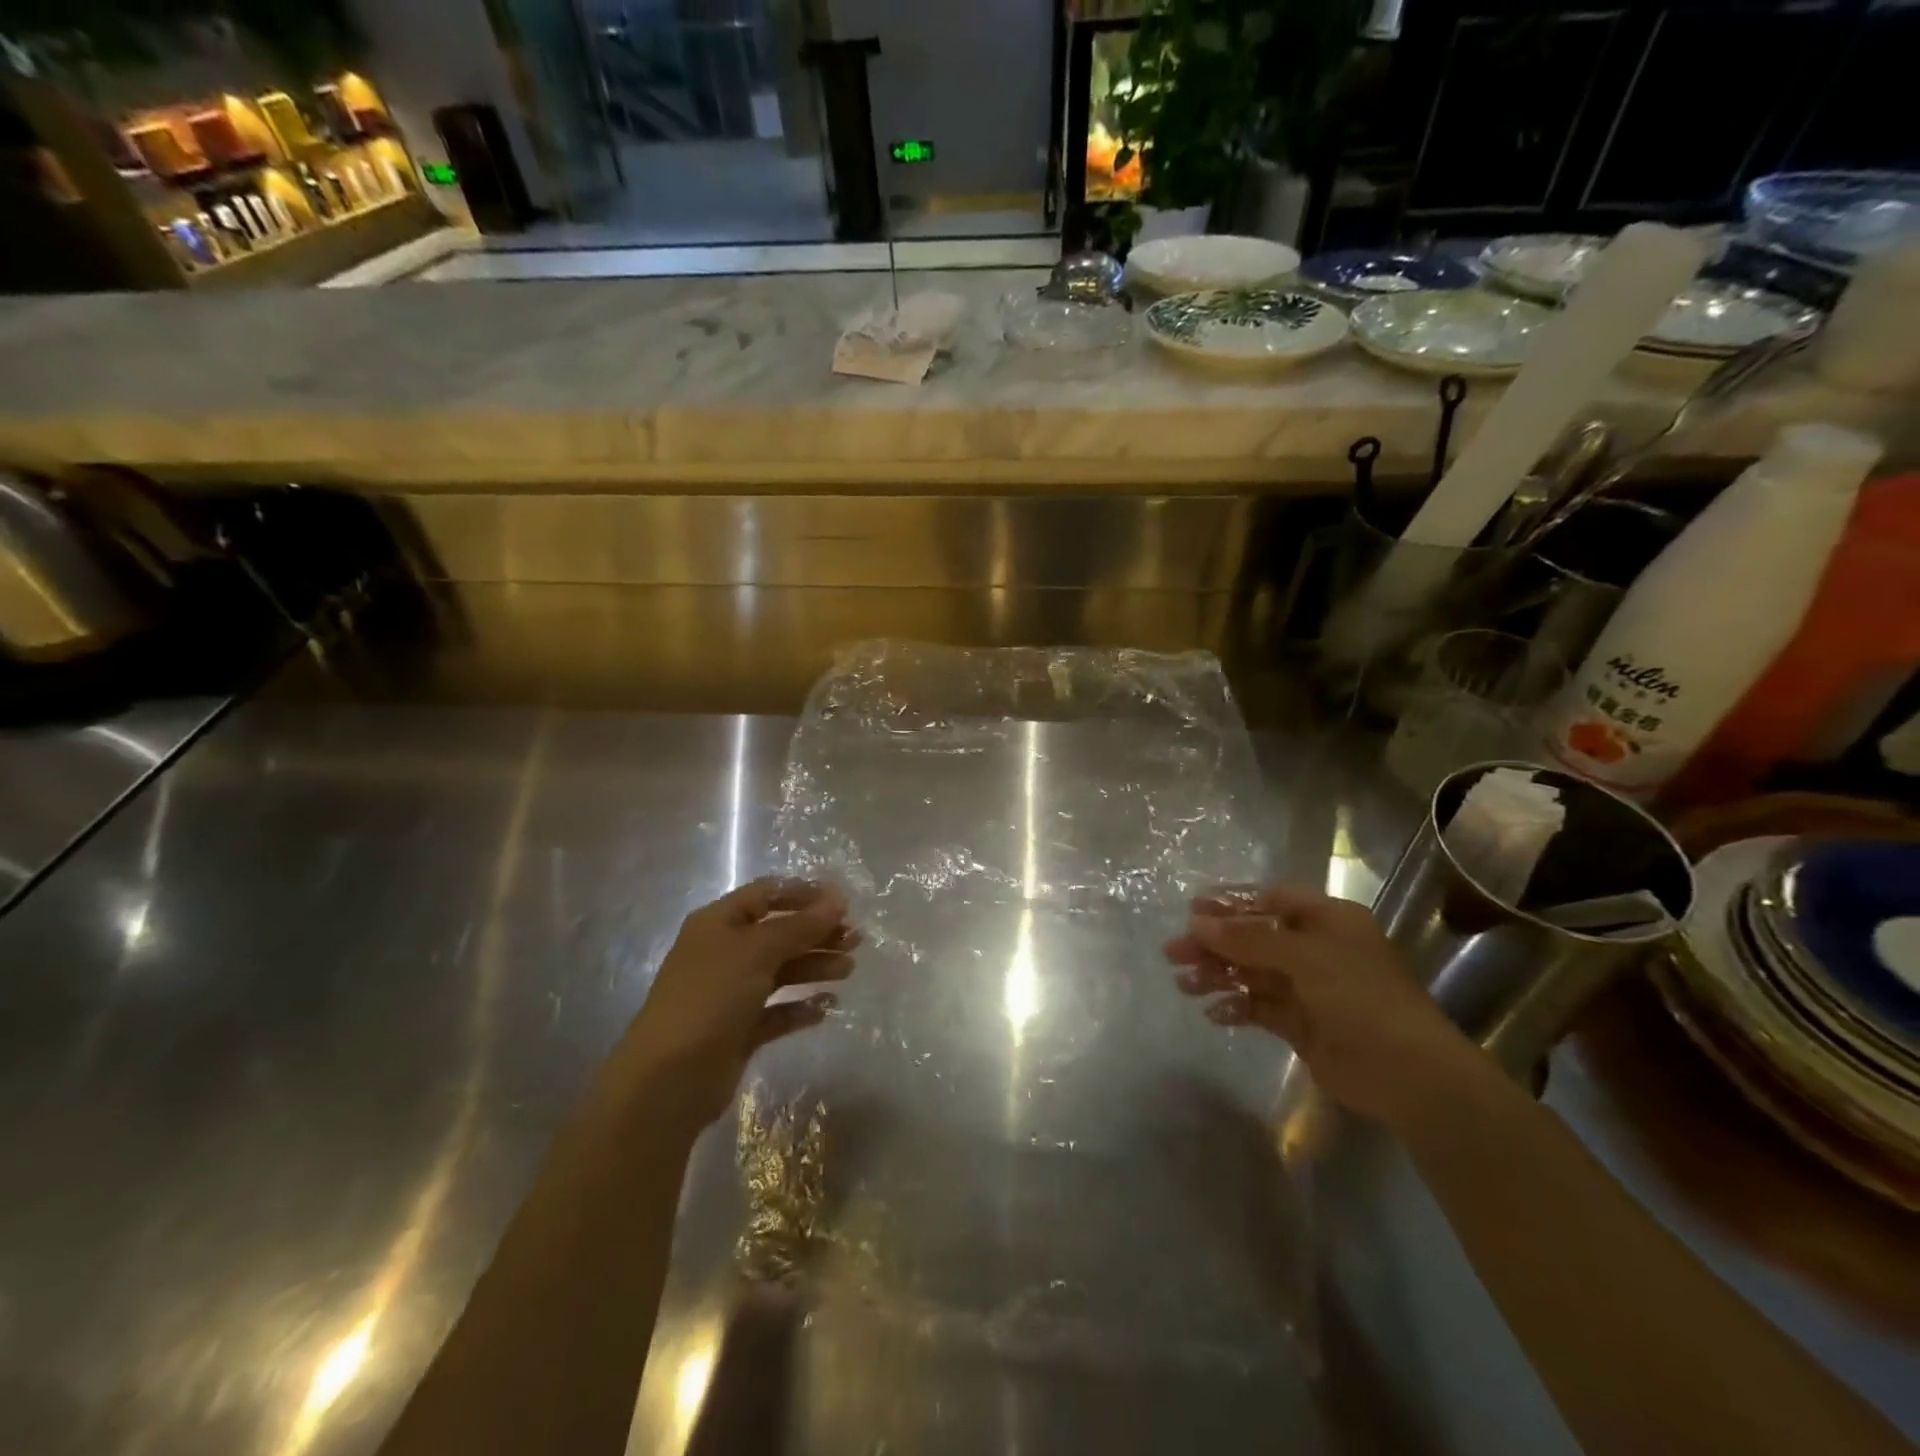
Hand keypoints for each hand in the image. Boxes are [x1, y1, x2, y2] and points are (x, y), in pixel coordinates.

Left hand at [619, 878, 857, 1124]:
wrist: (669, 1079)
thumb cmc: (711, 997)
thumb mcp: (757, 951)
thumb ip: (801, 925)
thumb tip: (838, 898)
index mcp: (719, 923)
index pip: (766, 895)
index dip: (804, 894)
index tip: (843, 902)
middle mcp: (723, 953)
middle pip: (778, 933)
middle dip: (817, 933)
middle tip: (856, 939)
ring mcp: (730, 993)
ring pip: (781, 971)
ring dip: (814, 967)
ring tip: (848, 970)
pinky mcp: (738, 1031)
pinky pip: (776, 1011)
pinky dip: (801, 1006)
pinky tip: (827, 1007)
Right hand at [1165, 882, 1486, 1126]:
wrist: (1409, 1073)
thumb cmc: (1360, 996)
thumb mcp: (1303, 956)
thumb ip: (1248, 938)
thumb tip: (1196, 923)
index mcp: (1327, 920)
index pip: (1271, 901)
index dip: (1231, 904)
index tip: (1192, 911)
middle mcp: (1317, 948)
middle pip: (1255, 937)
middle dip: (1214, 943)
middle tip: (1173, 952)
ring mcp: (1308, 988)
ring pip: (1252, 972)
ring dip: (1218, 975)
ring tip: (1183, 983)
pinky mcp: (1301, 1024)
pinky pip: (1259, 1007)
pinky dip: (1236, 1007)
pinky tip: (1212, 1012)